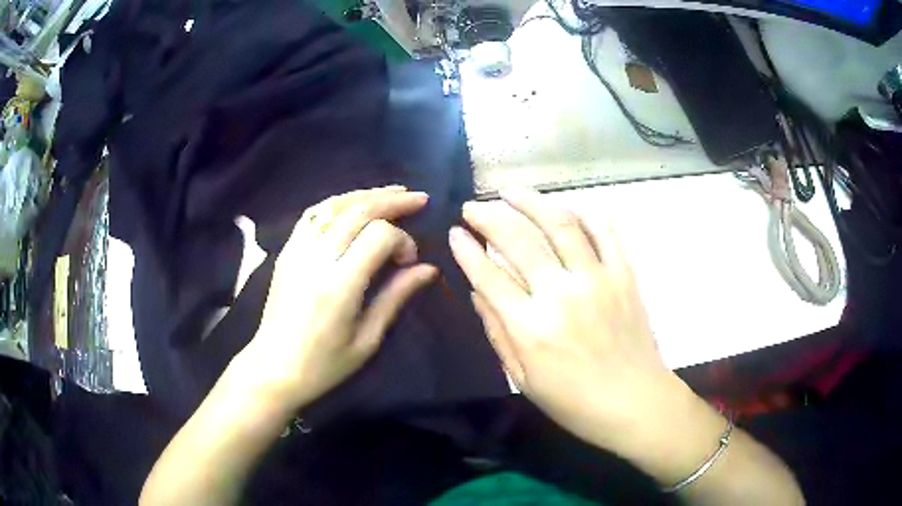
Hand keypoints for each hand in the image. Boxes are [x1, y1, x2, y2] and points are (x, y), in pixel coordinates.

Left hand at [234, 186, 436, 411]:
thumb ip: (396, 297)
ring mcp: (296, 251)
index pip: (378, 236)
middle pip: (357, 211)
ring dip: (366, 194)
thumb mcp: (367, 339)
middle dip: (392, 201)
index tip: (410, 261)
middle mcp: (316, 259)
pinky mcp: (286, 251)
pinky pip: (313, 215)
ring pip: (333, 205)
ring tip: (393, 191)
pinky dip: (338, 203)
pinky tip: (354, 204)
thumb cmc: (323, 364)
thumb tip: (428, 269)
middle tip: (419, 198)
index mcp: (339, 285)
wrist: (273, 368)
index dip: (402, 240)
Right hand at [450, 189, 689, 447]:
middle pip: (517, 240)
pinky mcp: (624, 274)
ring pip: (560, 223)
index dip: (466, 250)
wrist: (635, 403)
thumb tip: (478, 293)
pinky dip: (584, 211)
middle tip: (472, 207)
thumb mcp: (524, 379)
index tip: (455, 233)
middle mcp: (561, 294)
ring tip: (510, 191)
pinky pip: (605, 231)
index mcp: (531, 328)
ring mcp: (597, 279)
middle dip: (488, 217)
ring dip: (531, 201)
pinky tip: (565, 205)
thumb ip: (498, 333)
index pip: (488, 276)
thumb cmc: (574, 402)